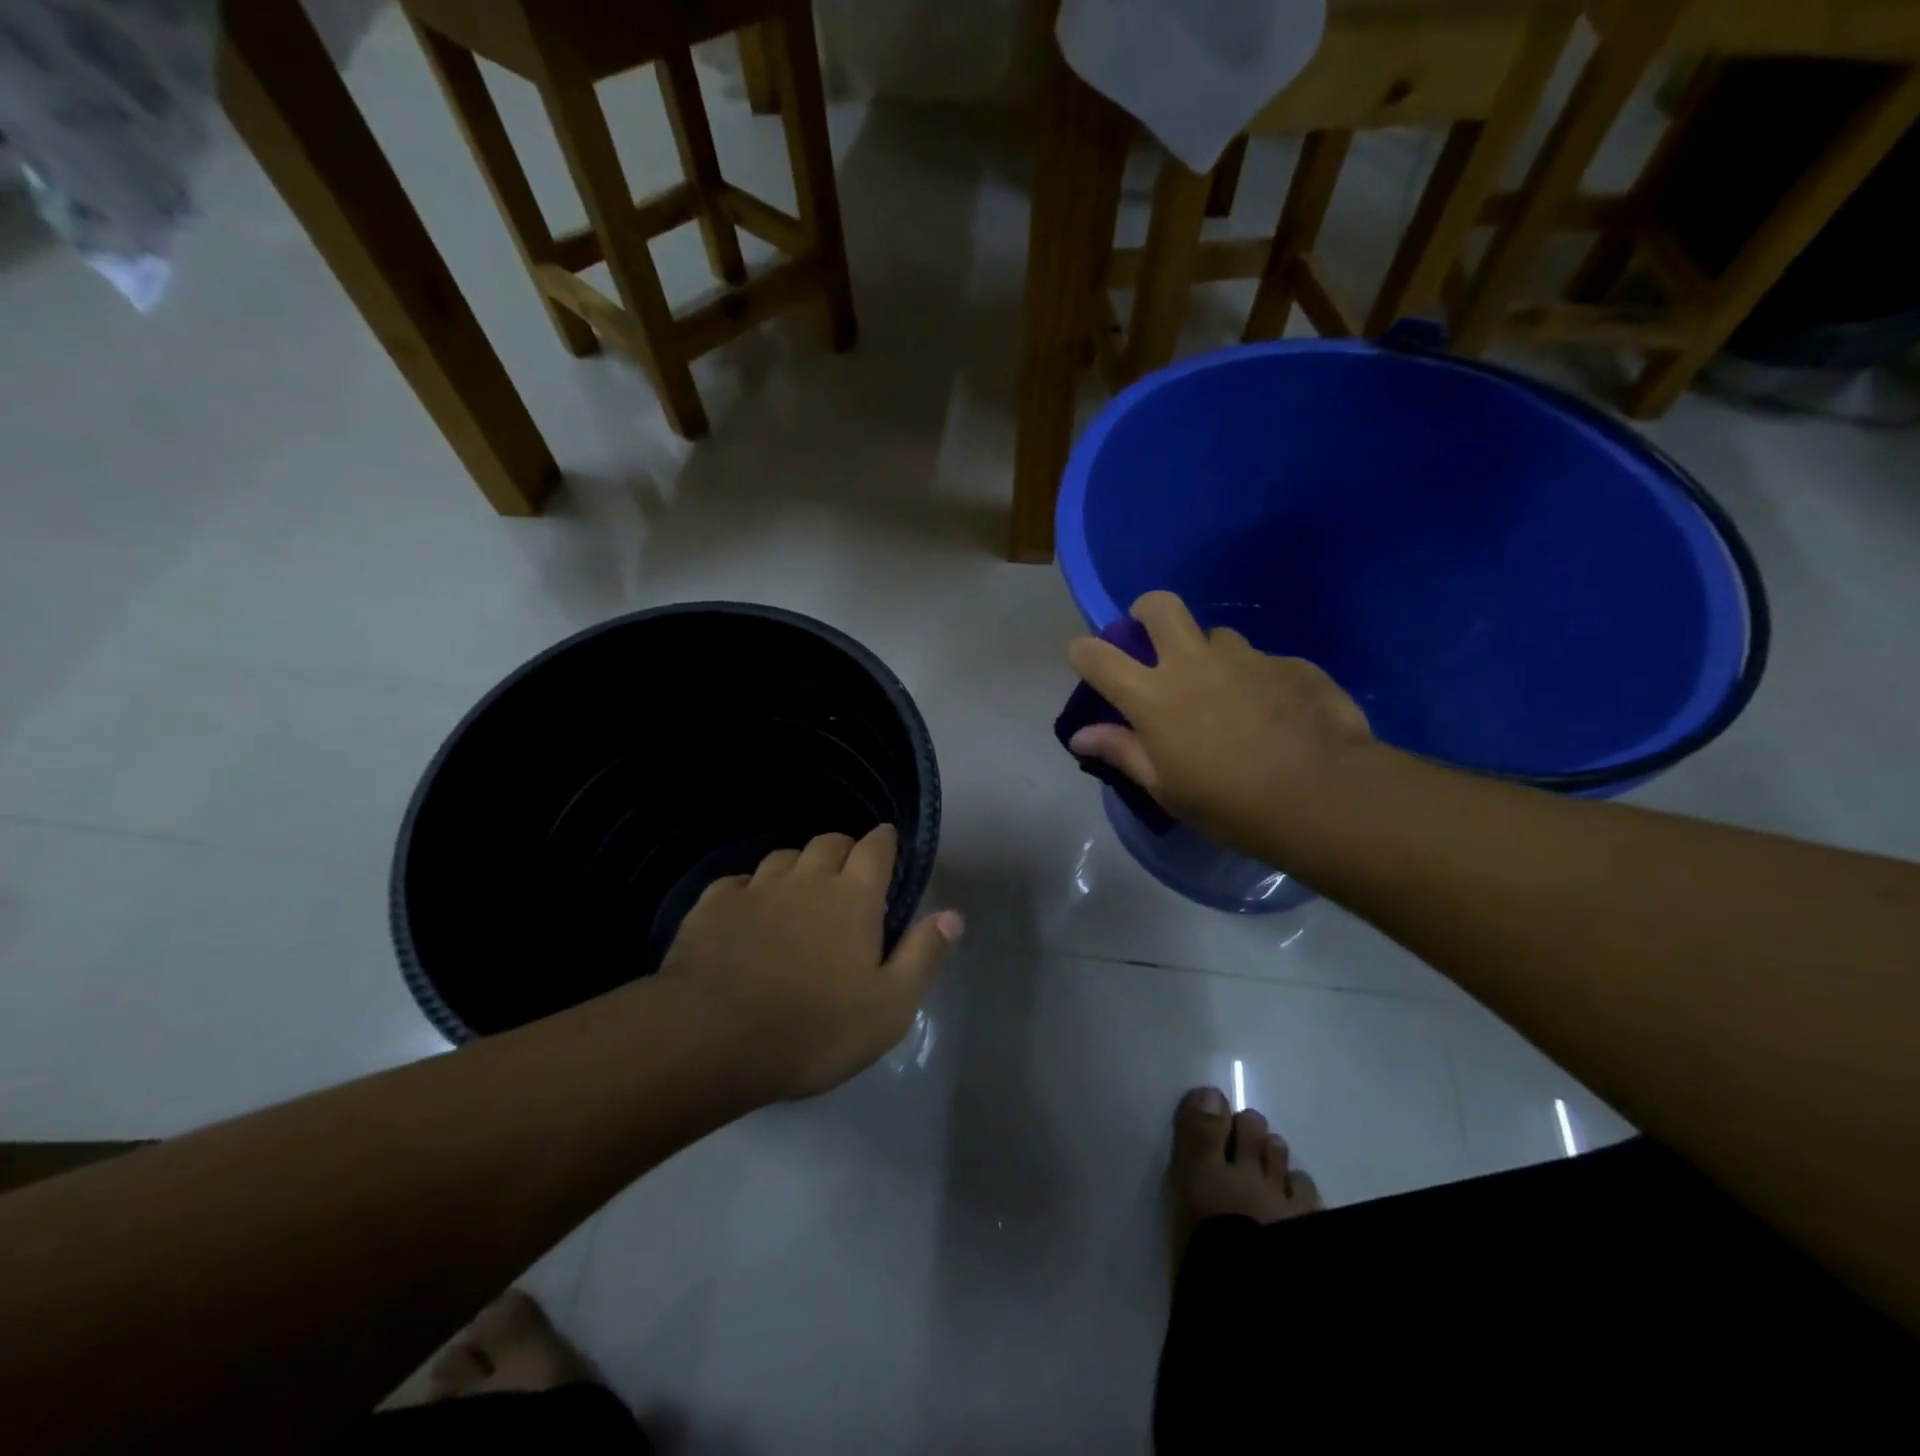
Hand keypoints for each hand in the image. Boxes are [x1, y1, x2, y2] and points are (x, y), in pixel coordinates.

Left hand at [656, 826, 962, 1102]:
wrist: (712, 1039)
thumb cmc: (814, 1029)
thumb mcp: (889, 1007)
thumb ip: (922, 955)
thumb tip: (953, 915)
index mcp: (853, 898)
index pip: (875, 848)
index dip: (884, 841)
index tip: (887, 843)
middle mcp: (807, 880)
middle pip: (829, 842)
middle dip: (843, 849)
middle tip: (847, 875)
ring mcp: (757, 889)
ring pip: (783, 857)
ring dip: (798, 867)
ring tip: (798, 893)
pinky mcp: (713, 906)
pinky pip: (738, 882)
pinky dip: (749, 890)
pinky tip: (747, 912)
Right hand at [1066, 591, 1376, 860]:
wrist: (1323, 795)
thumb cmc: (1228, 802)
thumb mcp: (1165, 788)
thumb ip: (1122, 752)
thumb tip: (1080, 736)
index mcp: (1152, 695)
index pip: (1098, 657)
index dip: (1083, 651)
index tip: (1083, 656)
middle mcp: (1193, 662)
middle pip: (1160, 607)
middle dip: (1146, 611)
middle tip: (1152, 635)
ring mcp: (1245, 657)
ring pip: (1216, 636)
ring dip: (1209, 655)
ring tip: (1225, 694)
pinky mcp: (1289, 663)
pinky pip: (1261, 662)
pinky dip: (1255, 681)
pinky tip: (1273, 715)